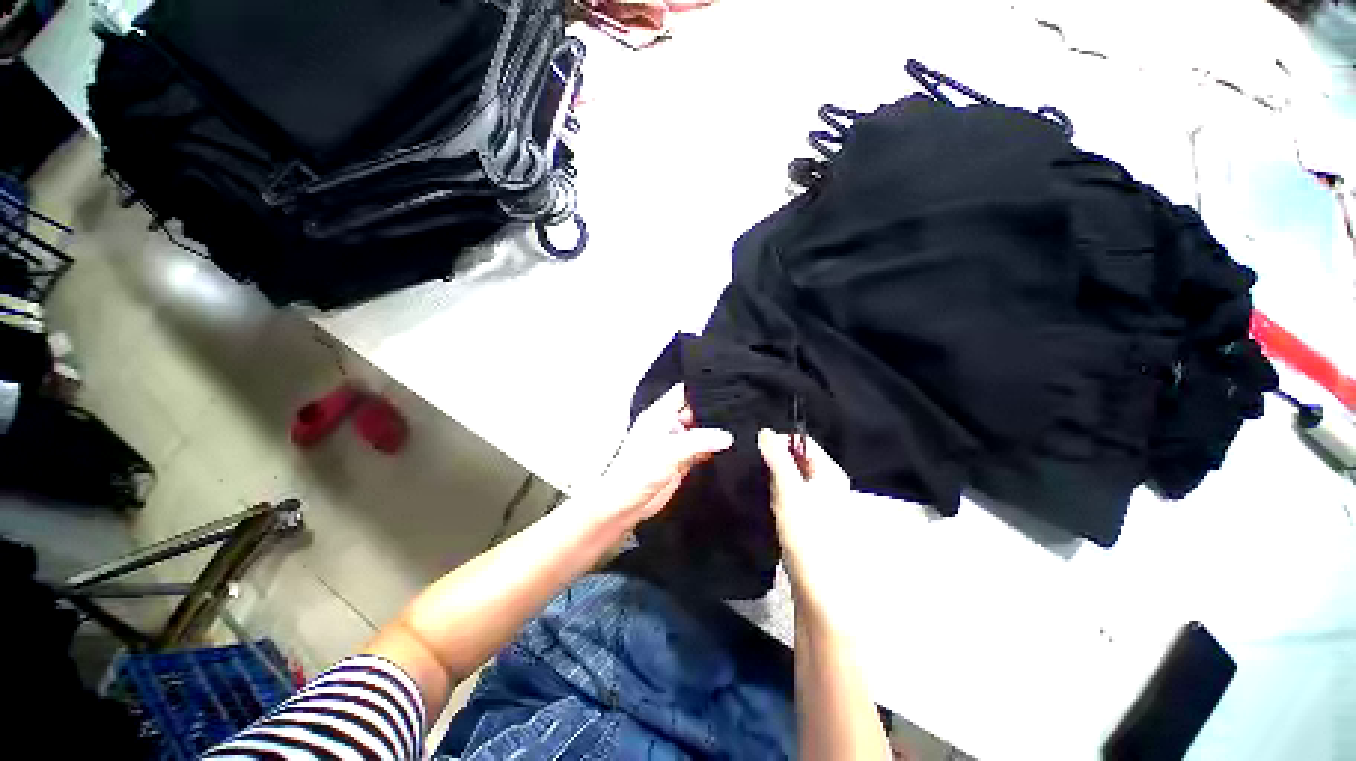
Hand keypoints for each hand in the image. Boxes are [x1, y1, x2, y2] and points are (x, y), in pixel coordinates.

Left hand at [587, 384, 732, 523]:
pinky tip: (725, 451)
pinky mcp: (679, 462)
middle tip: (736, 414)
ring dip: (712, 434)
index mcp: (660, 415)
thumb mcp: (670, 452)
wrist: (624, 505)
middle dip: (712, 414)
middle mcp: (668, 426)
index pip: (683, 393)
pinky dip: (710, 451)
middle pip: (695, 412)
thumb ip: (700, 442)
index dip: (701, 390)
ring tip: (735, 431)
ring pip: (699, 433)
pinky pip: (699, 451)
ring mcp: (674, 444)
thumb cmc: (634, 473)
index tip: (724, 391)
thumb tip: (725, 437)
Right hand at [757, 429, 852, 613]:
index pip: (804, 443)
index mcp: (831, 474)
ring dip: (773, 479)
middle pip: (797, 461)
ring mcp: (819, 506)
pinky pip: (789, 499)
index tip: (755, 446)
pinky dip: (775, 497)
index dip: (780, 440)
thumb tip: (765, 432)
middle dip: (774, 461)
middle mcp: (828, 486)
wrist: (820, 591)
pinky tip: (762, 502)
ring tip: (753, 482)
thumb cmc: (809, 534)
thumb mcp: (789, 490)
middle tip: (752, 465)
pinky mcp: (808, 523)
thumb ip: (777, 459)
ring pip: (791, 481)